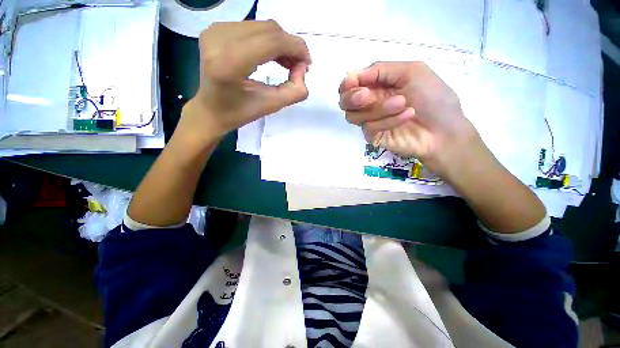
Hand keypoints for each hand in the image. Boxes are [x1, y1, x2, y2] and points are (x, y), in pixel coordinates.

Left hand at [179, 20, 310, 143]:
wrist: (210, 109)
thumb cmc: (240, 112)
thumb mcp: (271, 106)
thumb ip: (294, 91)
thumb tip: (303, 68)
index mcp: (229, 63)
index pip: (272, 41)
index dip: (296, 48)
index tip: (307, 64)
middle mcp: (219, 39)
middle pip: (269, 30)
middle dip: (290, 46)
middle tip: (298, 67)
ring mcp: (215, 30)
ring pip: (262, 27)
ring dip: (281, 43)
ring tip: (287, 63)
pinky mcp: (216, 28)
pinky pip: (253, 27)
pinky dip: (268, 40)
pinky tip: (273, 55)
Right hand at [339, 62, 485, 178]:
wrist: (444, 129)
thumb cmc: (433, 97)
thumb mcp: (412, 71)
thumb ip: (381, 69)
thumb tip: (352, 74)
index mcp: (377, 85)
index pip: (350, 85)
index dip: (347, 83)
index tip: (352, 82)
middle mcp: (369, 103)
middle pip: (344, 102)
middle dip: (352, 98)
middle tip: (366, 96)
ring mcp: (370, 121)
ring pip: (354, 116)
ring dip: (378, 108)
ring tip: (402, 103)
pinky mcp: (373, 137)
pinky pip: (369, 128)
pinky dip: (388, 120)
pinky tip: (407, 115)